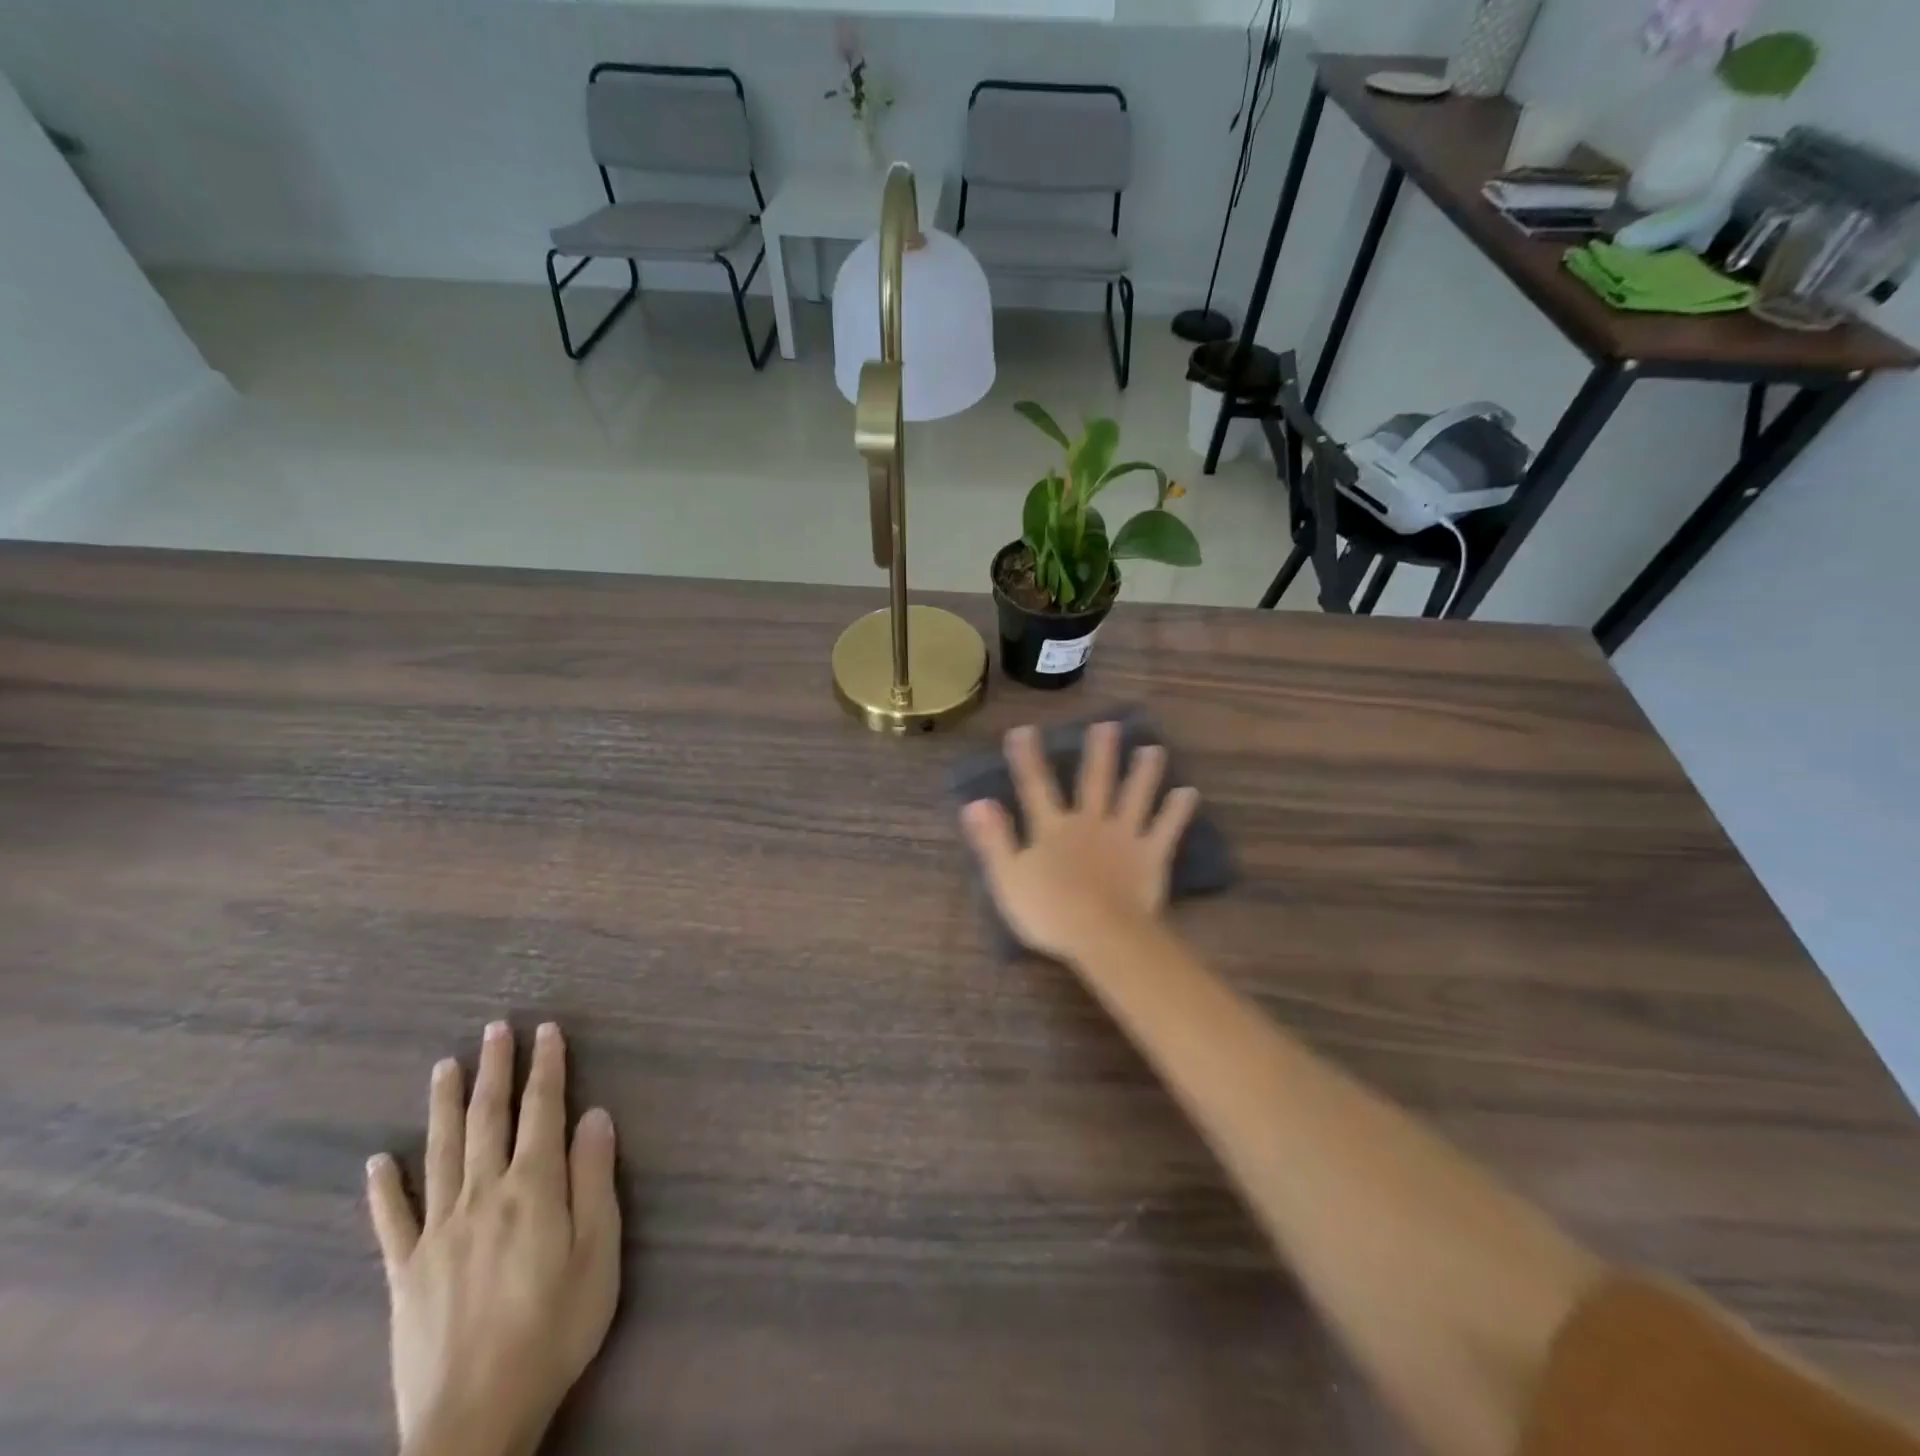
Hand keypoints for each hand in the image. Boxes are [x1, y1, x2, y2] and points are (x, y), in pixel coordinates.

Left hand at [366, 1022, 620, 1455]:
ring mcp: (438, 1232)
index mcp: (533, 1188)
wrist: (476, 1419)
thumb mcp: (598, 1251)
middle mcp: (483, 1196)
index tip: (546, 1031)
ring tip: (445, 1066)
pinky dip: (385, 1188)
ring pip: (440, 1154)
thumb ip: (594, 1179)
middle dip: (495, 1070)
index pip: (543, 1111)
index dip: (546, 1067)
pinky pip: (392, 1221)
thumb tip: (595, 1115)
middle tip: (496, 1028)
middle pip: (488, 1119)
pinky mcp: (406, 1272)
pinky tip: (378, 1161)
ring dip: (444, 1105)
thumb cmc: (555, 1327)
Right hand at [960, 721, 1198, 961]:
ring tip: (1153, 749)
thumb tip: (975, 802)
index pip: (1035, 787)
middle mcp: (1089, 822)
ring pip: (1134, 796)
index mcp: (1052, 829)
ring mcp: (1123, 836)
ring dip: (1144, 773)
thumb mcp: (1007, 878)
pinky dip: (1178, 811)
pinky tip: (1189, 792)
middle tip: (1107, 724)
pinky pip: (1166, 828)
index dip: (1028, 759)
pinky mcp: (1151, 855)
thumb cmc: (1049, 912)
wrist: (1102, 935)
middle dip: (1099, 752)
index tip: (1024, 730)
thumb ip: (993, 839)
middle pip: (1094, 781)